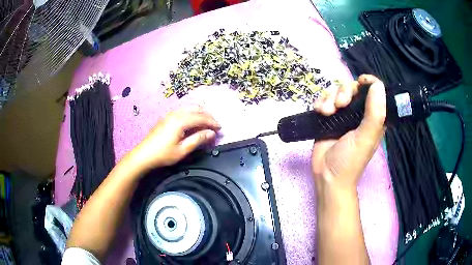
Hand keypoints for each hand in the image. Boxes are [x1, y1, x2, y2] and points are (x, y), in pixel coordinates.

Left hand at [129, 106, 220, 171]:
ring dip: (200, 113)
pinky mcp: (166, 117)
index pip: (201, 118)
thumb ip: (198, 139)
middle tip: (215, 125)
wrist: (144, 154)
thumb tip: (211, 133)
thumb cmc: (163, 154)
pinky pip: (183, 110)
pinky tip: (194, 121)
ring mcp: (170, 114)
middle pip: (196, 109)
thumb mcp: (182, 150)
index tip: (220, 128)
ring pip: (189, 108)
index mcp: (180, 121)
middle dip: (208, 115)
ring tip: (207, 122)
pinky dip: (192, 113)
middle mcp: (176, 114)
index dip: (212, 122)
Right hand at [312, 74, 385, 193]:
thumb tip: (377, 85)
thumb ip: (375, 113)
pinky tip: (319, 112)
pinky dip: (320, 102)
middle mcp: (358, 113)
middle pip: (352, 87)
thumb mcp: (366, 138)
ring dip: (329, 97)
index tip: (360, 82)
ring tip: (326, 112)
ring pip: (336, 91)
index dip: (368, 82)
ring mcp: (342, 114)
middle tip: (340, 104)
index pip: (374, 90)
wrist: (327, 176)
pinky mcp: (327, 117)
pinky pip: (324, 99)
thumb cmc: (350, 161)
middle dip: (344, 91)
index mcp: (372, 116)